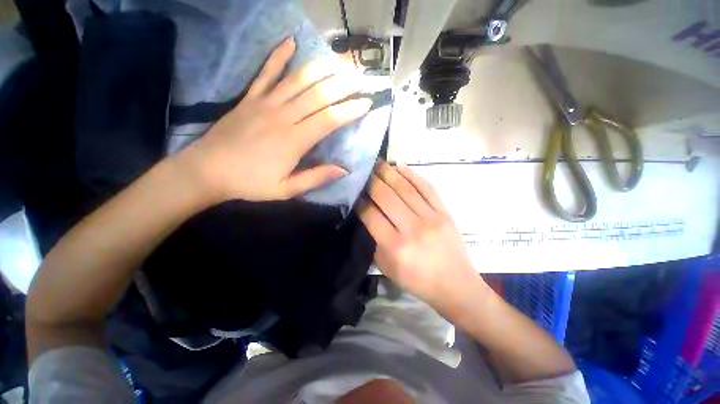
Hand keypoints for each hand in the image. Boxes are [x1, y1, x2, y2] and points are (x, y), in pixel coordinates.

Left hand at [178, 37, 370, 202]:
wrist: (207, 171)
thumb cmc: (250, 183)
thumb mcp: (286, 190)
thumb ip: (315, 178)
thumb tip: (343, 170)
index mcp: (294, 140)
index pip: (329, 119)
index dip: (350, 110)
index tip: (367, 103)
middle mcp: (283, 116)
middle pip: (319, 94)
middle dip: (343, 84)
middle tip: (361, 77)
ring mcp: (265, 103)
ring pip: (298, 79)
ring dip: (322, 68)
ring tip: (340, 61)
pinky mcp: (250, 98)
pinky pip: (266, 73)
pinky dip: (278, 56)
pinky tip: (291, 42)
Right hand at [358, 161, 482, 308]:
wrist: (455, 285)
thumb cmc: (417, 281)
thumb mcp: (387, 268)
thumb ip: (374, 242)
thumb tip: (367, 215)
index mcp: (395, 247)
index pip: (371, 215)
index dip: (360, 200)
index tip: (354, 190)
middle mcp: (412, 228)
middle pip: (386, 197)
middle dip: (371, 181)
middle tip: (363, 170)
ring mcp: (431, 218)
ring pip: (405, 189)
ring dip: (389, 173)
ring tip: (378, 163)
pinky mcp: (444, 212)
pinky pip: (427, 188)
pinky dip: (412, 175)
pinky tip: (401, 166)